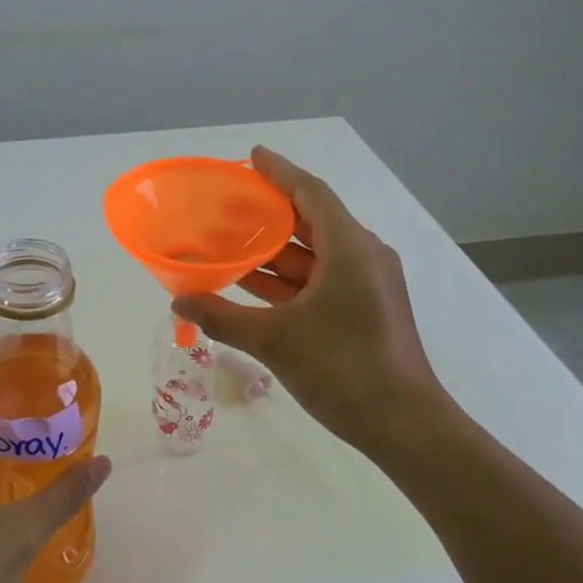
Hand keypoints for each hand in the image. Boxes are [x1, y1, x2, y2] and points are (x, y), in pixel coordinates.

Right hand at [172, 147, 442, 455]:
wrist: (405, 426)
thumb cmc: (343, 370)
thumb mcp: (275, 340)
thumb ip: (222, 316)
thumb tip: (178, 302)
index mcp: (350, 248)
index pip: (310, 193)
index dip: (279, 172)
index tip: (251, 156)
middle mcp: (363, 257)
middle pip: (313, 221)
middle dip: (270, 213)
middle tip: (228, 206)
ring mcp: (368, 286)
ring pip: (315, 255)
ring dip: (276, 252)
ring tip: (230, 245)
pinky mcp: (366, 311)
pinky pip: (322, 281)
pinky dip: (289, 280)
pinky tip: (253, 287)